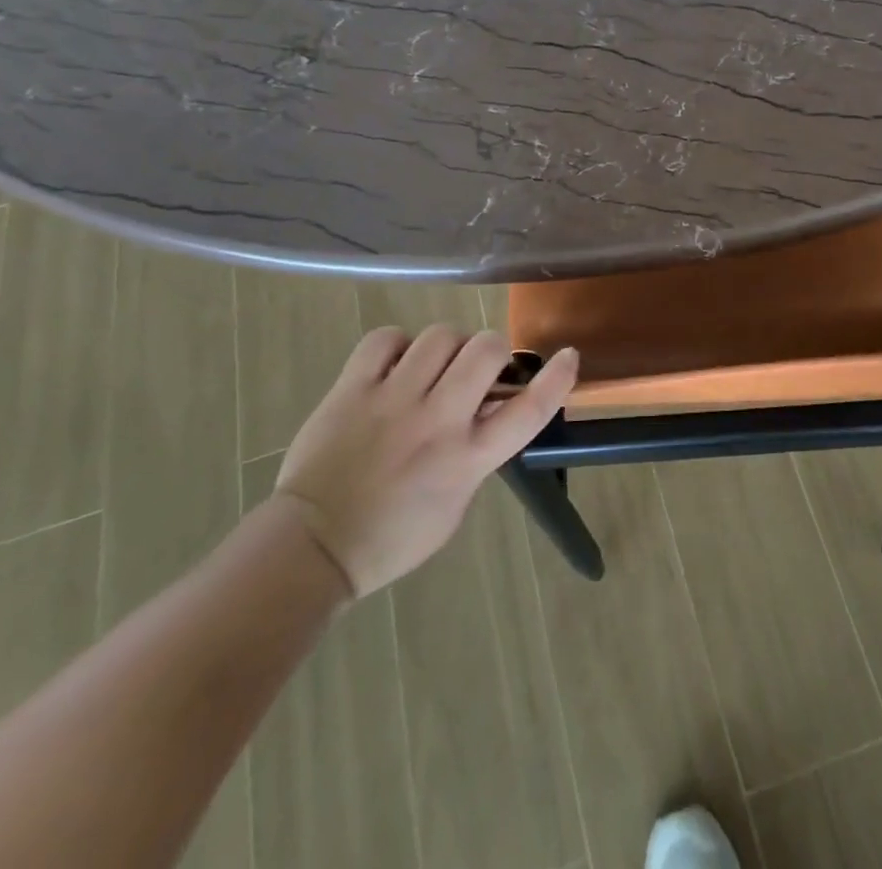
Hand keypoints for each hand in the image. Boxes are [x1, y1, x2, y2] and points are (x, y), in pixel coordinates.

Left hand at [272, 325, 577, 596]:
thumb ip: (478, 452)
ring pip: (440, 336)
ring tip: (433, 365)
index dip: (556, 378)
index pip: (528, 409)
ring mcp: (393, 400)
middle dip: (492, 350)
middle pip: (486, 351)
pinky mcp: (353, 388)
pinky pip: (386, 339)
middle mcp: (437, 421)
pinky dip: (397, 344)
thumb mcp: (455, 501)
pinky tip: (395, 364)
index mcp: (467, 458)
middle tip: (478, 367)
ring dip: (447, 346)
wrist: (313, 545)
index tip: (569, 355)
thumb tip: (489, 407)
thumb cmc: (393, 536)